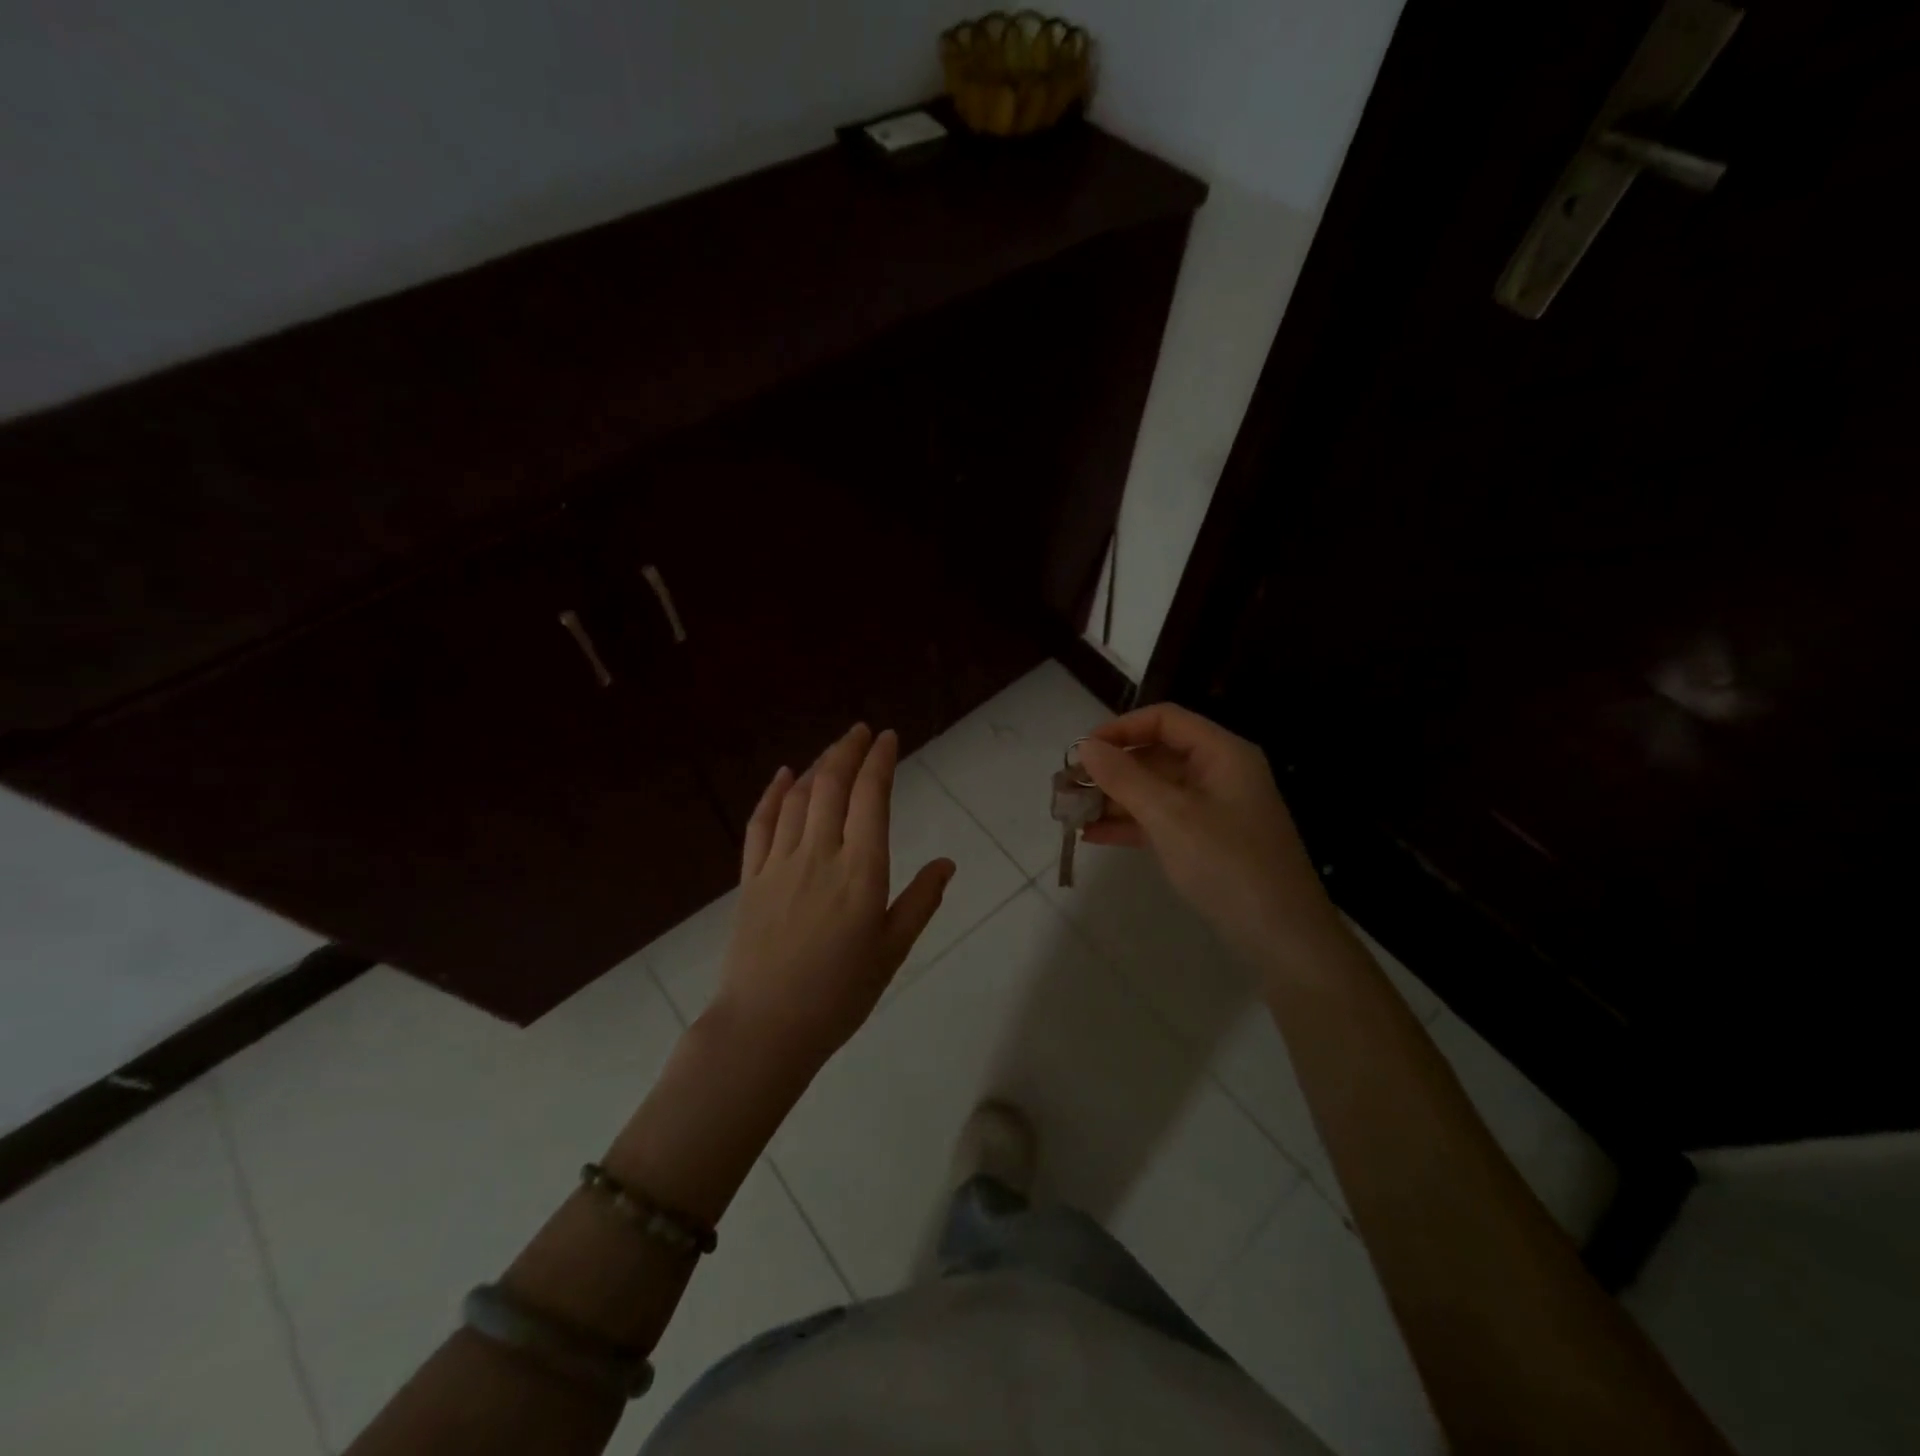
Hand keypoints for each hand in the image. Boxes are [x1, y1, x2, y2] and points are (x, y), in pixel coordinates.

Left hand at [709, 724, 953, 1073]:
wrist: (765, 1028)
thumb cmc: (839, 995)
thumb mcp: (892, 952)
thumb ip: (920, 902)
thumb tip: (947, 863)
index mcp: (861, 871)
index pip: (872, 798)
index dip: (880, 761)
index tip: (888, 737)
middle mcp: (820, 854)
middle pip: (833, 785)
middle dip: (848, 750)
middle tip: (861, 731)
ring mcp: (780, 864)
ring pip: (799, 798)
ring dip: (818, 766)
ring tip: (834, 751)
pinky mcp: (751, 878)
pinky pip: (761, 824)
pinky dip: (773, 794)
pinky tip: (784, 776)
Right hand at [1078, 703, 1338, 965]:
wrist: (1283, 938)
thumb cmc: (1228, 864)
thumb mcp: (1171, 816)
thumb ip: (1125, 778)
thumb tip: (1086, 746)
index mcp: (1222, 754)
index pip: (1164, 720)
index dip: (1121, 728)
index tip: (1082, 751)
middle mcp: (1218, 774)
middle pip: (1156, 755)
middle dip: (1111, 769)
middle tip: (1068, 787)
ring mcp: (1212, 810)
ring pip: (1154, 790)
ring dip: (1113, 799)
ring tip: (1071, 813)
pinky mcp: (1205, 842)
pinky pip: (1160, 820)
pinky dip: (1129, 825)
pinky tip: (1092, 835)